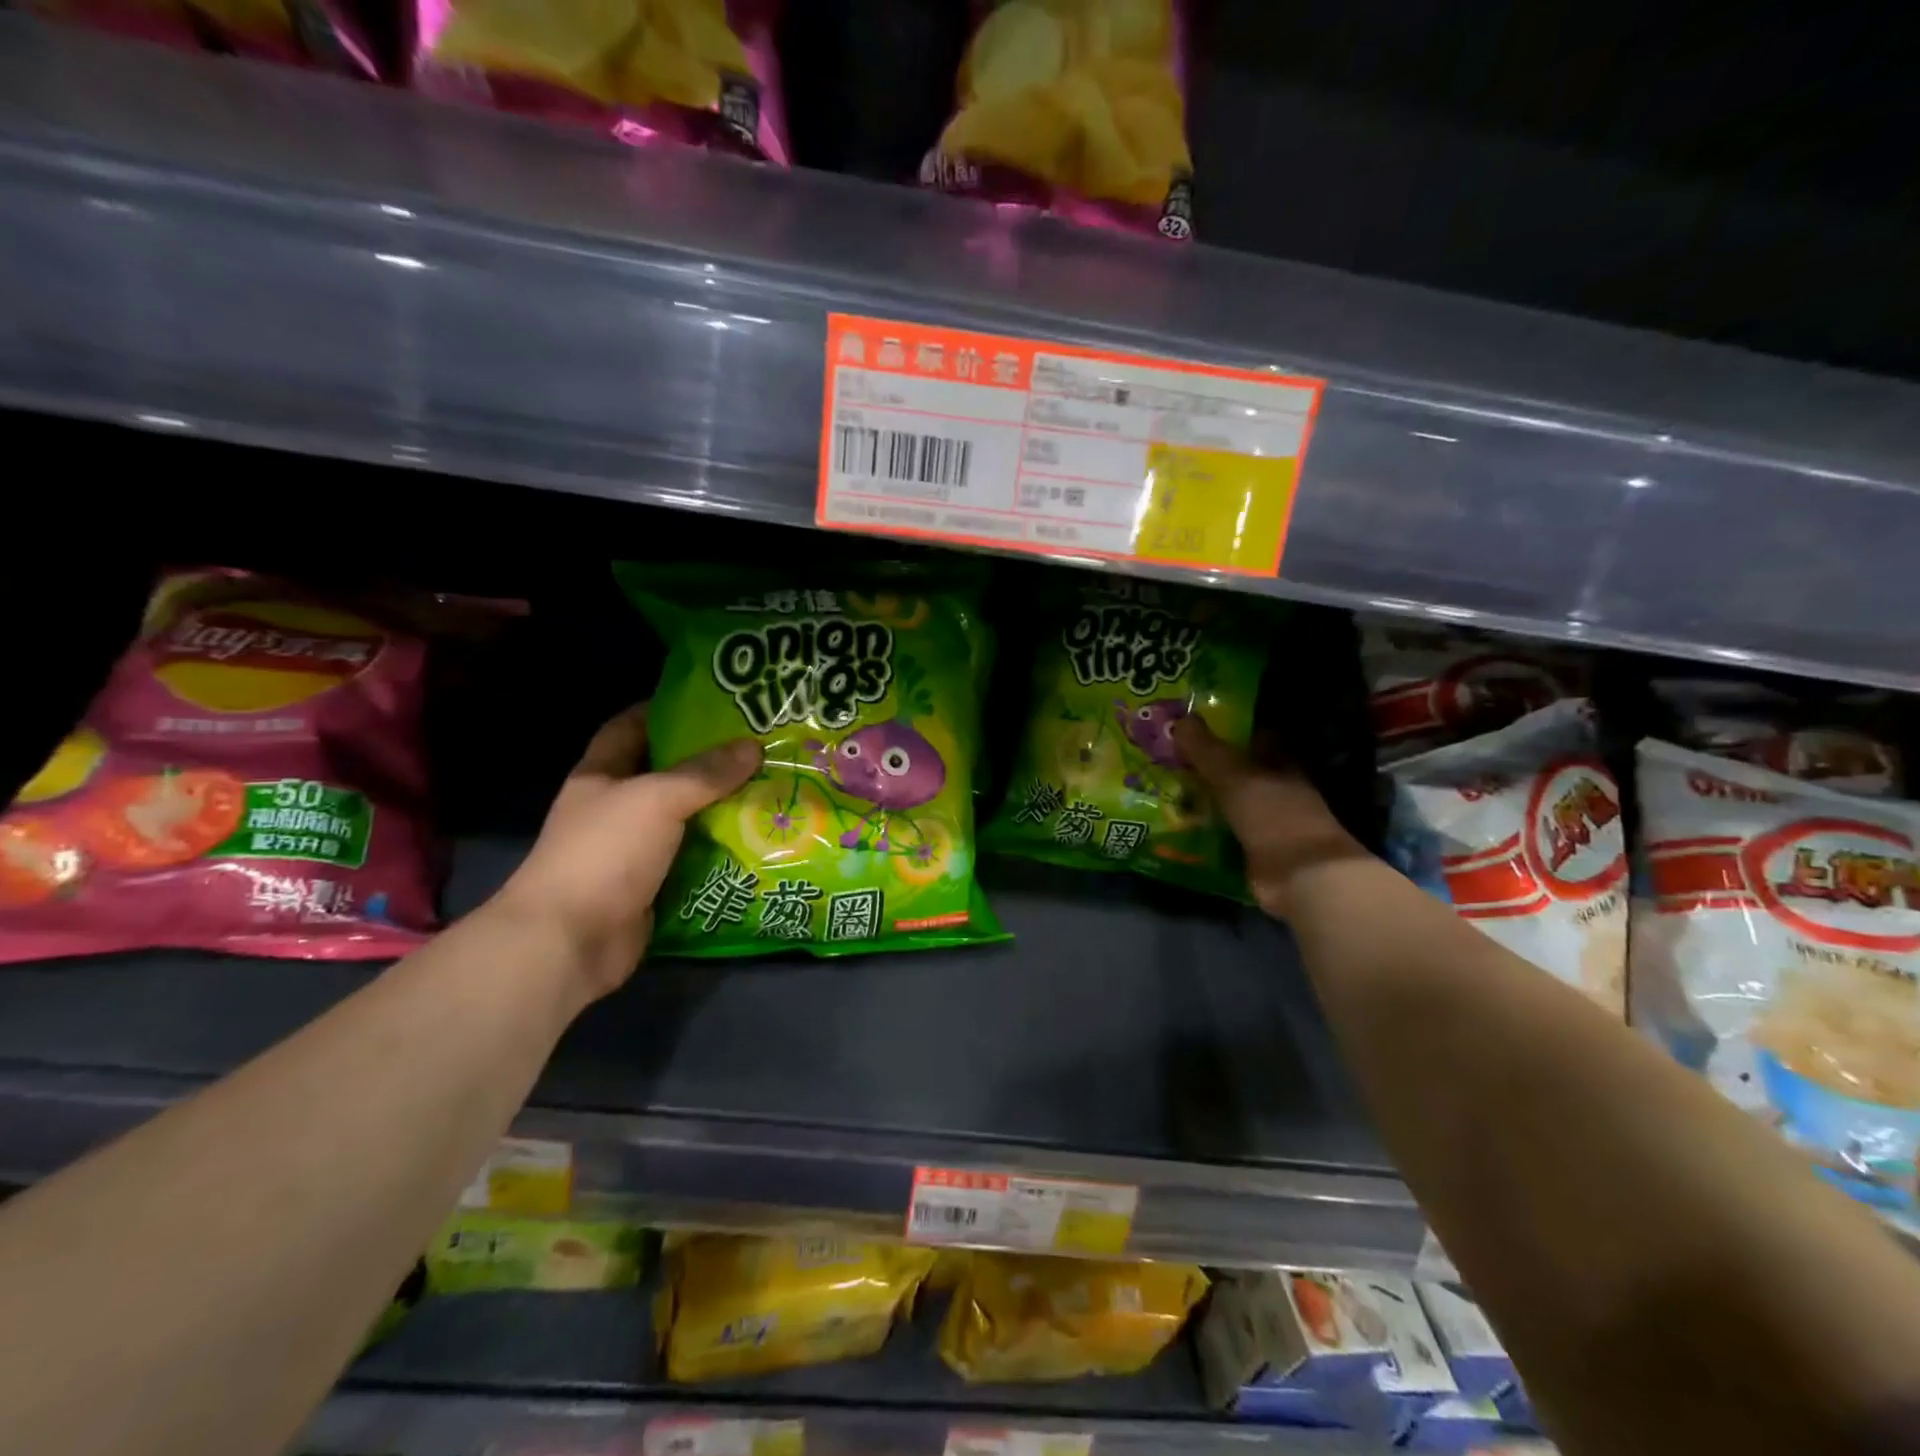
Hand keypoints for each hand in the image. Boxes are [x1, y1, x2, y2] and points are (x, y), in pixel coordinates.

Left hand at [492, 704, 761, 997]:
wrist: (571, 940)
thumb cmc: (605, 852)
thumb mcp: (658, 798)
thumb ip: (706, 773)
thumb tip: (752, 747)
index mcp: (602, 774)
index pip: (631, 726)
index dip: (665, 710)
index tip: (713, 705)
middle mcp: (616, 807)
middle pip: (667, 773)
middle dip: (710, 762)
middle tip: (760, 748)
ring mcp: (633, 848)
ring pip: (686, 817)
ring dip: (723, 808)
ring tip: (771, 789)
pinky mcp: (653, 883)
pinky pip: (694, 857)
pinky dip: (722, 850)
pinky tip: (759, 839)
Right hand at [1171, 716, 1367, 918]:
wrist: (1299, 875)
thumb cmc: (1274, 814)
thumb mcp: (1234, 776)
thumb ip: (1206, 750)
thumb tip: (1179, 719)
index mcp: (1282, 765)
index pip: (1258, 738)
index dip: (1233, 729)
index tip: (1198, 724)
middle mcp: (1278, 791)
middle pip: (1242, 772)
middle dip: (1211, 766)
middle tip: (1170, 757)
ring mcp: (1268, 823)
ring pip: (1231, 803)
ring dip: (1206, 799)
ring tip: (1165, 789)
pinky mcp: (1256, 852)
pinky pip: (1225, 833)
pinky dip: (1206, 829)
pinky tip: (1178, 825)